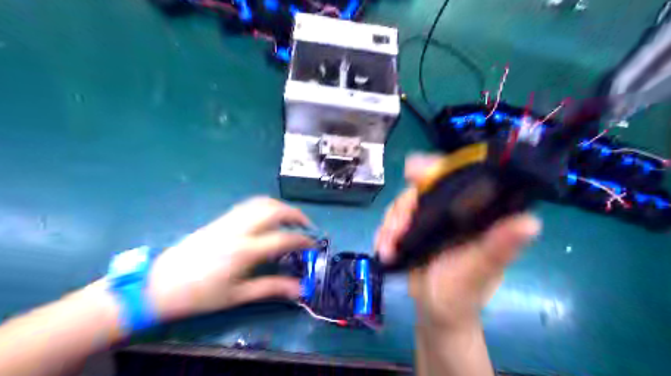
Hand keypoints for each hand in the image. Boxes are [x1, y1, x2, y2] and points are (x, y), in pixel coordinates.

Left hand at [146, 197, 312, 320]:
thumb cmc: (200, 294)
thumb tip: (299, 290)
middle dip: (295, 214)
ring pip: (261, 202)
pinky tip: (269, 218)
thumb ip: (271, 288)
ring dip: (281, 207)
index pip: (283, 238)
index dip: (303, 240)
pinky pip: (249, 205)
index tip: (313, 245)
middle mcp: (238, 229)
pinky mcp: (221, 219)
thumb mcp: (237, 295)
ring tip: (291, 219)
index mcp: (244, 250)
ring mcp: (228, 221)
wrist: (159, 283)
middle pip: (274, 210)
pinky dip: (266, 206)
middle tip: (307, 226)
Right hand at [376, 153, 541, 328]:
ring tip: (386, 248)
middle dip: (403, 207)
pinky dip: (385, 232)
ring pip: (403, 203)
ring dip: (390, 224)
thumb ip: (498, 248)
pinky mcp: (413, 230)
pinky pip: (394, 219)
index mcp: (475, 214)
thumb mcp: (479, 271)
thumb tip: (531, 222)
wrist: (436, 313)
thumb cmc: (462, 294)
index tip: (413, 171)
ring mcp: (430, 219)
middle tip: (395, 229)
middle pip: (421, 188)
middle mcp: (453, 210)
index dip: (437, 168)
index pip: (459, 177)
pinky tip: (383, 248)